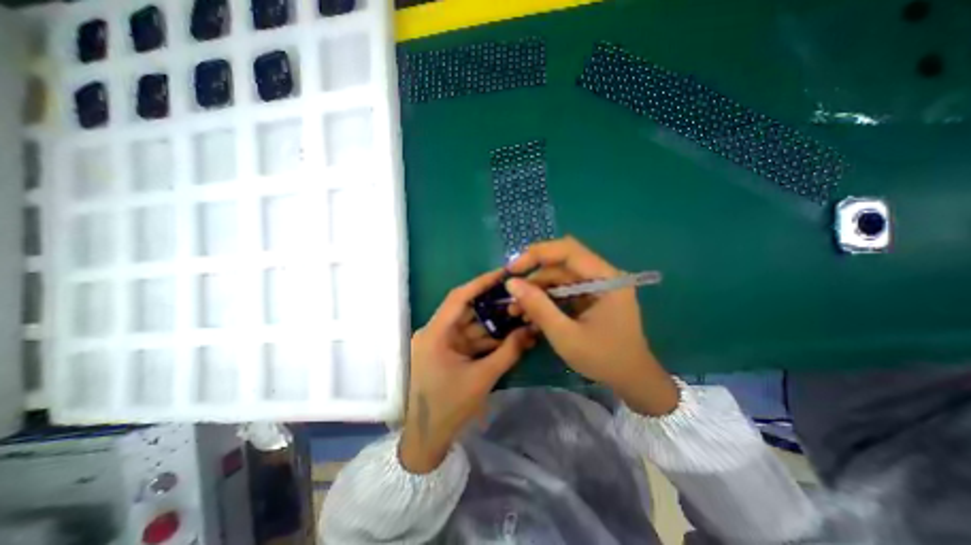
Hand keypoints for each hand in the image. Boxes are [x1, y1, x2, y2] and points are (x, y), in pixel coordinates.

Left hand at [401, 270, 534, 474]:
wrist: (427, 438)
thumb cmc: (449, 408)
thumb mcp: (482, 378)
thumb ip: (508, 352)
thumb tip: (531, 330)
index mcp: (435, 334)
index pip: (459, 298)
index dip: (481, 283)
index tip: (503, 274)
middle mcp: (435, 332)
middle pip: (467, 310)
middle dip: (493, 304)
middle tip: (518, 295)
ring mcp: (441, 343)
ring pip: (471, 325)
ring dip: (493, 322)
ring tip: (519, 314)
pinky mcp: (448, 352)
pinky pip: (470, 339)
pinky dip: (488, 337)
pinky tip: (508, 334)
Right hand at [505, 234, 675, 416]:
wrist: (631, 380)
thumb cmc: (603, 359)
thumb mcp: (565, 335)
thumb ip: (538, 307)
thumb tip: (511, 283)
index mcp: (606, 278)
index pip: (568, 250)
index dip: (537, 254)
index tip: (513, 269)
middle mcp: (602, 275)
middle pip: (561, 263)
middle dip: (534, 277)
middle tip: (511, 292)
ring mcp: (597, 286)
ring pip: (559, 277)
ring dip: (536, 290)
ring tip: (516, 309)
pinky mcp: (591, 297)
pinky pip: (563, 290)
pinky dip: (546, 299)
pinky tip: (530, 314)